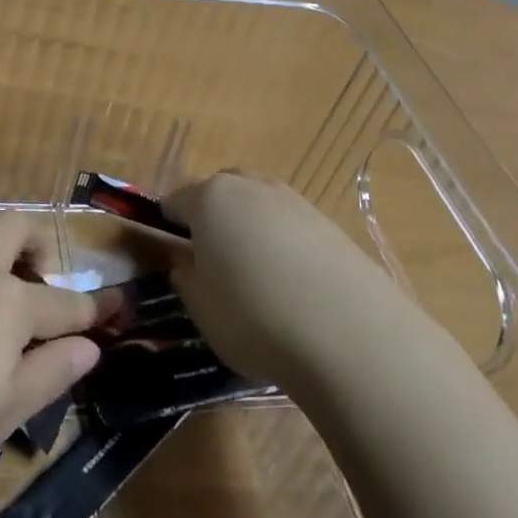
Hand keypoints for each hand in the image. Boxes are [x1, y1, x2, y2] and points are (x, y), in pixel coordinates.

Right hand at [164, 171, 395, 390]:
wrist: (348, 331)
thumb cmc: (254, 316)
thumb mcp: (201, 307)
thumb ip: (186, 278)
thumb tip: (186, 262)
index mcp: (210, 198)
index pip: (176, 201)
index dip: (168, 226)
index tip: (171, 255)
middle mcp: (251, 186)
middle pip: (221, 194)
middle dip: (212, 220)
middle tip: (213, 264)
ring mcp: (294, 200)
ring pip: (258, 207)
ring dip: (251, 231)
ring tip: (257, 278)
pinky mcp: (328, 222)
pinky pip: (291, 226)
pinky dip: (284, 246)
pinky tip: (293, 285)